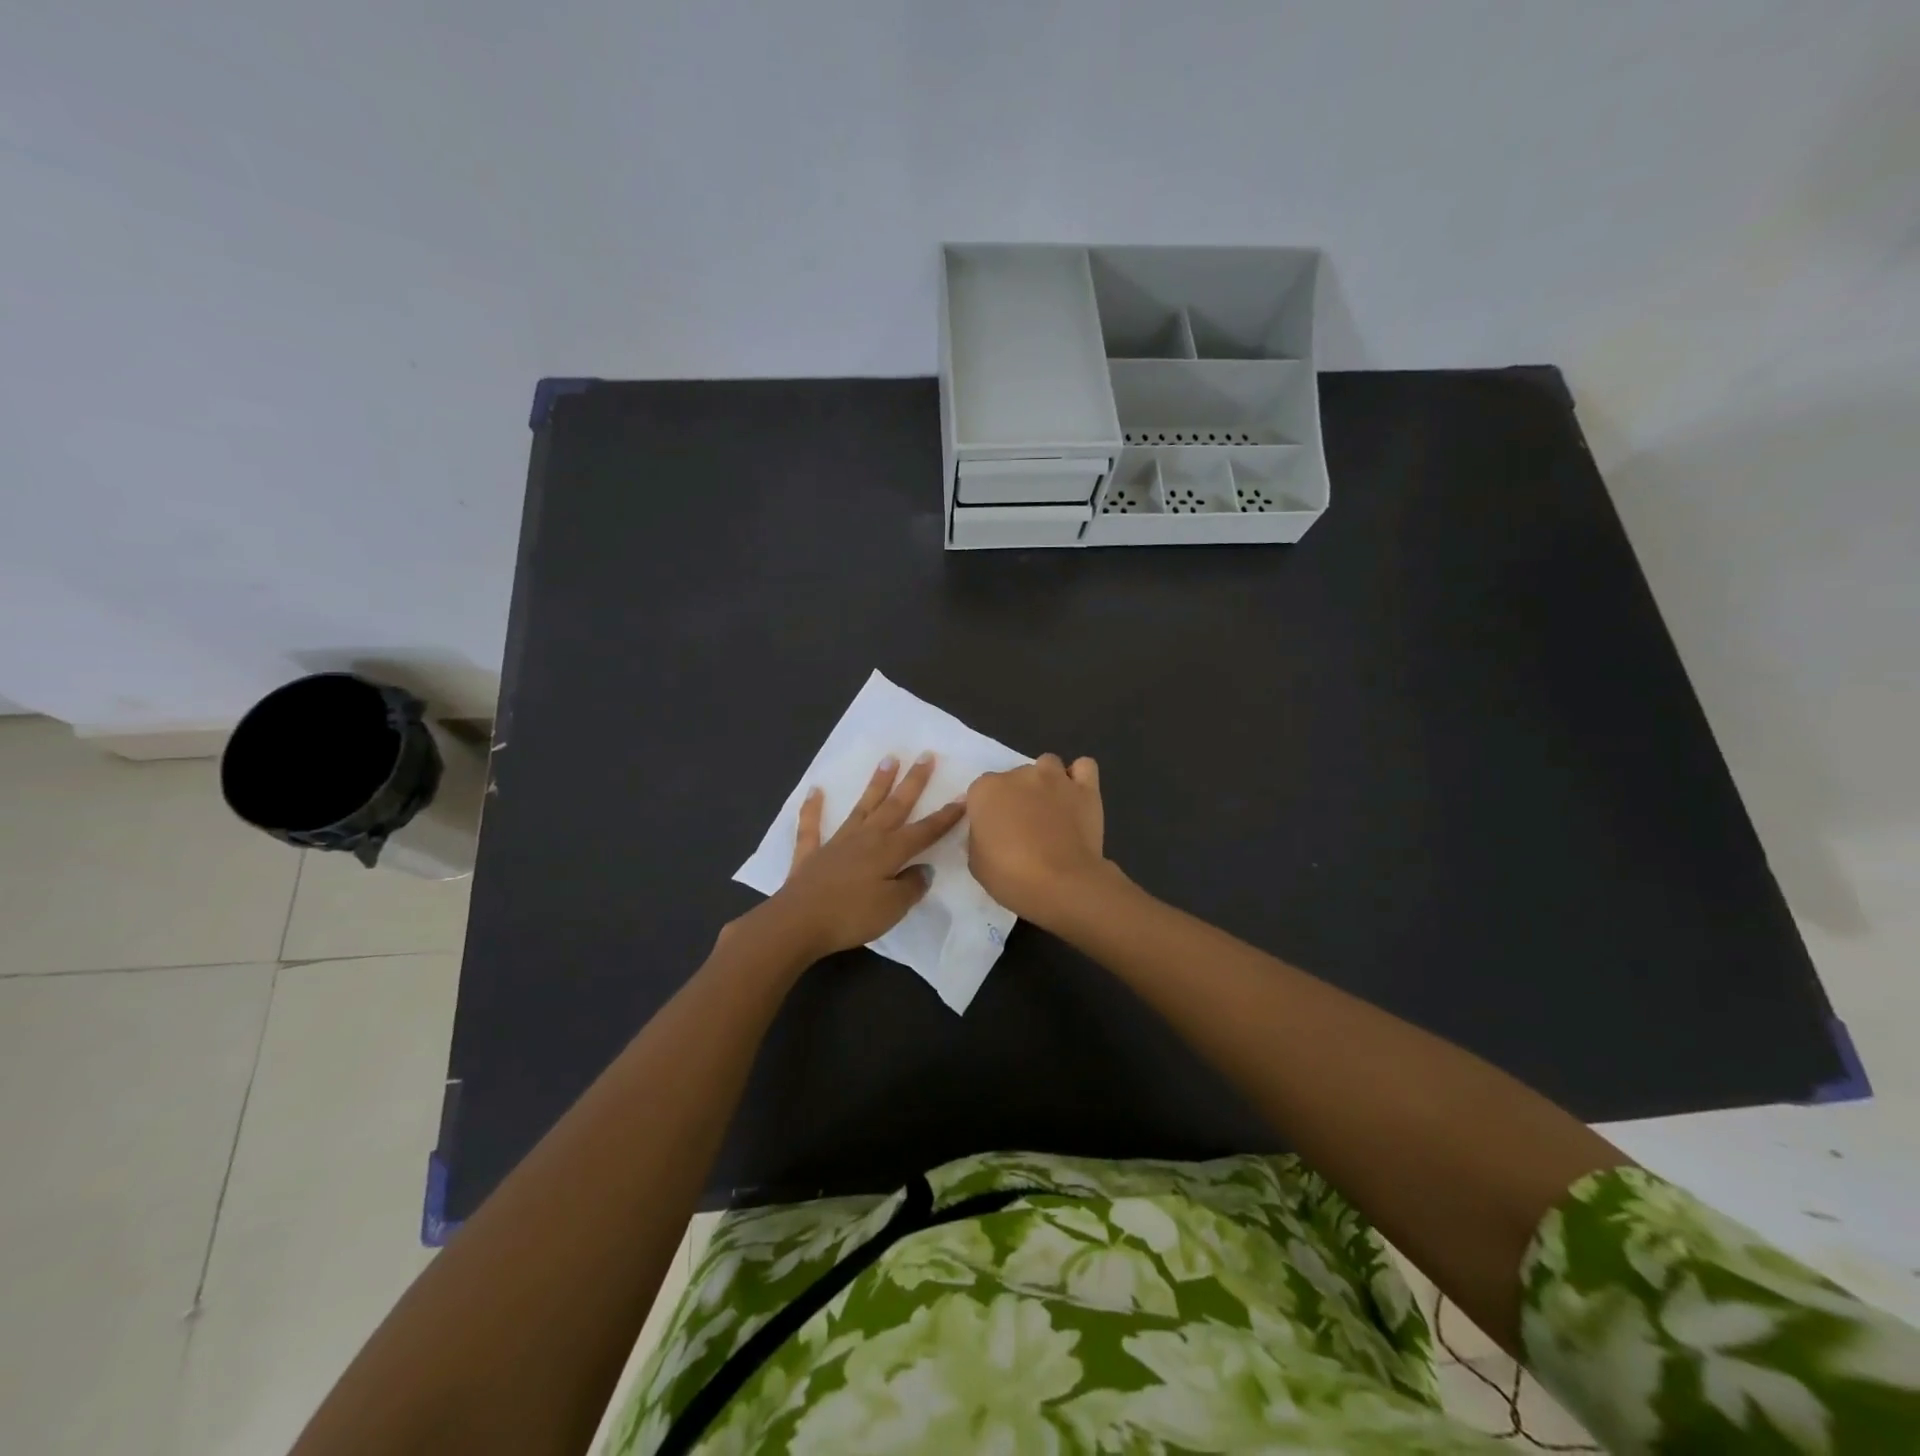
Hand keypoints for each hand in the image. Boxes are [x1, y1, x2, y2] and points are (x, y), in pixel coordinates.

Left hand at [766, 753, 965, 958]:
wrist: (798, 923)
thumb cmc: (851, 916)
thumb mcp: (893, 907)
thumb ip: (911, 886)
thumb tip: (922, 870)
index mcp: (889, 851)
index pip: (924, 831)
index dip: (946, 816)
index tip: (964, 795)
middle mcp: (866, 838)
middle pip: (894, 806)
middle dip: (913, 782)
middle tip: (925, 756)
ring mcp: (836, 843)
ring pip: (861, 807)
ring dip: (876, 784)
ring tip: (888, 759)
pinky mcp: (811, 855)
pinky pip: (811, 827)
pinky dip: (812, 808)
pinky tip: (815, 790)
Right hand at [965, 754, 1111, 927]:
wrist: (1061, 883)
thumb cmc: (1010, 876)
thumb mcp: (976, 861)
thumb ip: (979, 835)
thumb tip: (988, 830)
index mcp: (986, 790)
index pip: (981, 790)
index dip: (988, 810)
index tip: (994, 830)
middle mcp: (1019, 774)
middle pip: (1015, 776)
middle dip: (1017, 796)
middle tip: (1023, 825)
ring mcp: (1055, 778)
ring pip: (1048, 765)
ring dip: (1046, 781)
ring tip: (1050, 808)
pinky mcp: (1085, 789)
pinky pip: (1084, 767)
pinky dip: (1079, 777)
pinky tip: (1075, 796)